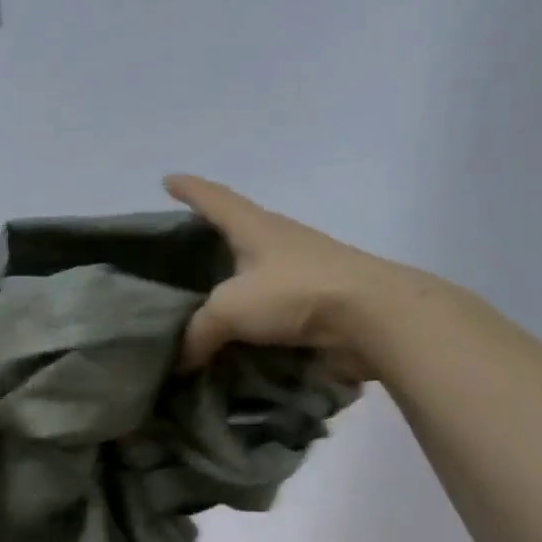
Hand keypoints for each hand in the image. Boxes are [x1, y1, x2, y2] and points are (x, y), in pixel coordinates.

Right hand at [165, 174, 407, 377]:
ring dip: (232, 285)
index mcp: (256, 227)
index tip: (167, 180)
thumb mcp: (229, 310)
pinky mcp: (319, 303)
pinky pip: (273, 308)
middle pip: (237, 233)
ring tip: (203, 301)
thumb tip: (182, 360)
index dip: (189, 190)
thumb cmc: (295, 292)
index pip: (215, 199)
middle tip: (179, 252)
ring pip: (255, 274)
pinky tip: (234, 335)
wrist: (374, 318)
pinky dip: (252, 319)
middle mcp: (279, 242)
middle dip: (210, 239)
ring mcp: (303, 272)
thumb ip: (197, 332)